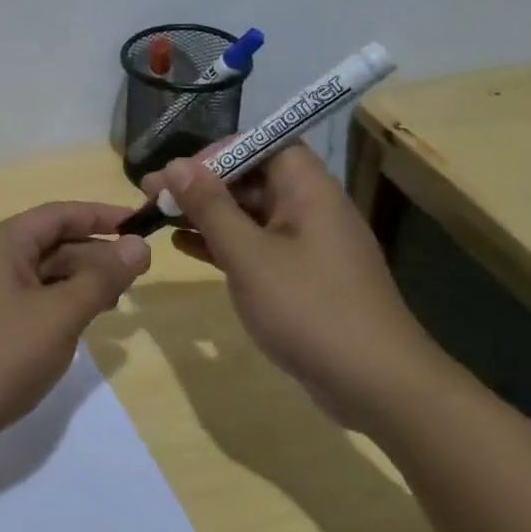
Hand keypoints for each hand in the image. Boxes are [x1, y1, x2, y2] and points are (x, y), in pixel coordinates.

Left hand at [0, 202, 150, 461]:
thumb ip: (101, 279)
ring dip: (81, 283)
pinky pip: (34, 304)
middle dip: (95, 255)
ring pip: (45, 276)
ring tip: (118, 303)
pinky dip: (62, 307)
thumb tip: (137, 245)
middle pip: (53, 244)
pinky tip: (83, 326)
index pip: (59, 214)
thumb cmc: (0, 354)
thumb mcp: (60, 314)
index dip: (101, 216)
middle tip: (139, 275)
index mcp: (4, 243)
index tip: (140, 224)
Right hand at [144, 147, 449, 429]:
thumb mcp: (249, 255)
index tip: (178, 171)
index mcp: (309, 191)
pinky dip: (223, 244)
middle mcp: (311, 210)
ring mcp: (308, 246)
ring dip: (207, 214)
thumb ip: (210, 207)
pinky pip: (256, 247)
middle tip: (153, 195)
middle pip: (253, 179)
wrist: (377, 386)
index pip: (264, 145)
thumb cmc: (309, 309)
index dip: (219, 151)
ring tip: (159, 217)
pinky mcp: (302, 279)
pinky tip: (185, 247)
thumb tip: (175, 165)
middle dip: (203, 184)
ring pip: (251, 215)